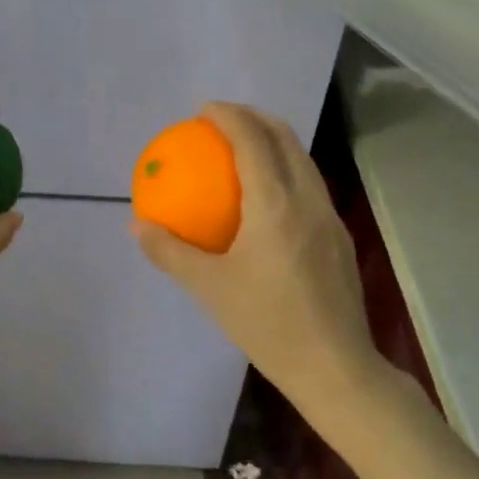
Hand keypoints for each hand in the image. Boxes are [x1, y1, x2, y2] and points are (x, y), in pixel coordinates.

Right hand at [132, 103, 391, 419]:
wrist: (335, 367)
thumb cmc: (267, 324)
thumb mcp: (209, 288)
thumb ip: (171, 252)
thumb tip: (139, 226)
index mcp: (275, 205)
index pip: (253, 141)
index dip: (229, 116)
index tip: (204, 110)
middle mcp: (308, 199)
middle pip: (285, 138)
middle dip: (255, 118)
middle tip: (223, 120)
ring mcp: (330, 217)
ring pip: (303, 160)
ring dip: (274, 141)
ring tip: (244, 148)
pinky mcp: (339, 237)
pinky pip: (310, 185)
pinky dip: (286, 170)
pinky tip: (267, 198)